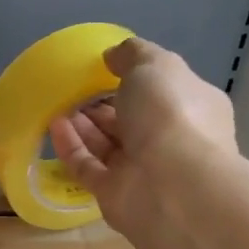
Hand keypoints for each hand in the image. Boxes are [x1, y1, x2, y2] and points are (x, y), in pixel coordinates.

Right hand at [48, 38, 235, 228]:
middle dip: (105, 103)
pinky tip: (54, 125)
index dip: (136, 79)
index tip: (106, 68)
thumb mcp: (155, 65)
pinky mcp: (114, 194)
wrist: (171, 185)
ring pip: (108, 144)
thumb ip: (133, 54)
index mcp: (194, 108)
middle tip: (75, 88)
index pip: (165, 91)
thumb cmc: (171, 113)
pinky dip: (71, 146)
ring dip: (84, 123)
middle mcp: (172, 141)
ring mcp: (143, 171)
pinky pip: (88, 166)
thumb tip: (113, 57)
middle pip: (133, 120)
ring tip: (59, 102)